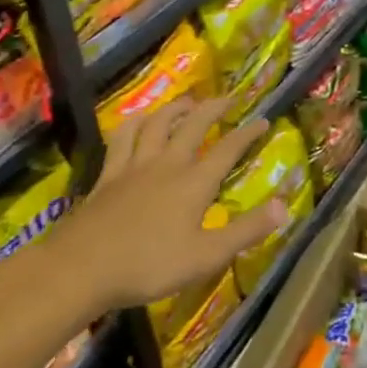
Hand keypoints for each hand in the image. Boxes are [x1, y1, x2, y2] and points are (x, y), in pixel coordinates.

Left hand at [66, 100, 283, 309]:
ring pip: (157, 124)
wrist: (81, 268)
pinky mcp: (108, 175)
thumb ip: (246, 231)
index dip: (248, 133)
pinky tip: (138, 121)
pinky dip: (134, 124)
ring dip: (175, 109)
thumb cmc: (149, 265)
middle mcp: (167, 164)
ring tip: (188, 102)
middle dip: (213, 109)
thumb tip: (285, 206)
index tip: (263, 120)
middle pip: (193, 125)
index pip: (228, 150)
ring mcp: (134, 166)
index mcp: (194, 183)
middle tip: (228, 99)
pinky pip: (122, 138)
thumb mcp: (206, 256)